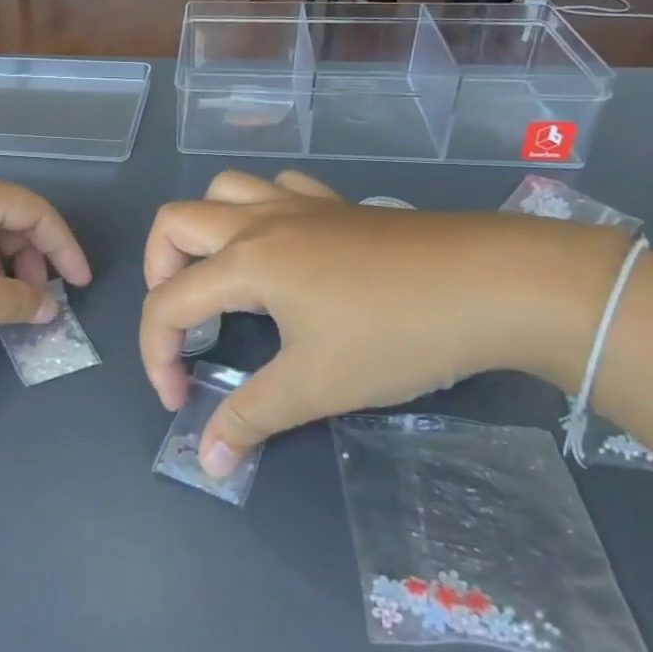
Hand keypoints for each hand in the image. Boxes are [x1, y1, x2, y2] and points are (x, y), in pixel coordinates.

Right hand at [139, 170, 623, 477]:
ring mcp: (301, 206)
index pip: (169, 303)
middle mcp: (261, 222)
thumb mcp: (317, 385)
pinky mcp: (339, 205)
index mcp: (246, 262)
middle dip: (159, 272)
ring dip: (204, 229)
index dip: (157, 355)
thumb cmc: (396, 335)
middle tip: (182, 319)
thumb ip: (251, 419)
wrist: (495, 285)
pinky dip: (259, 210)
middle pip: (175, 223)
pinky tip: (281, 245)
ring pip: (223, 191)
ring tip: (219, 275)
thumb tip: (206, 462)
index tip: (179, 400)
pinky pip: (278, 189)